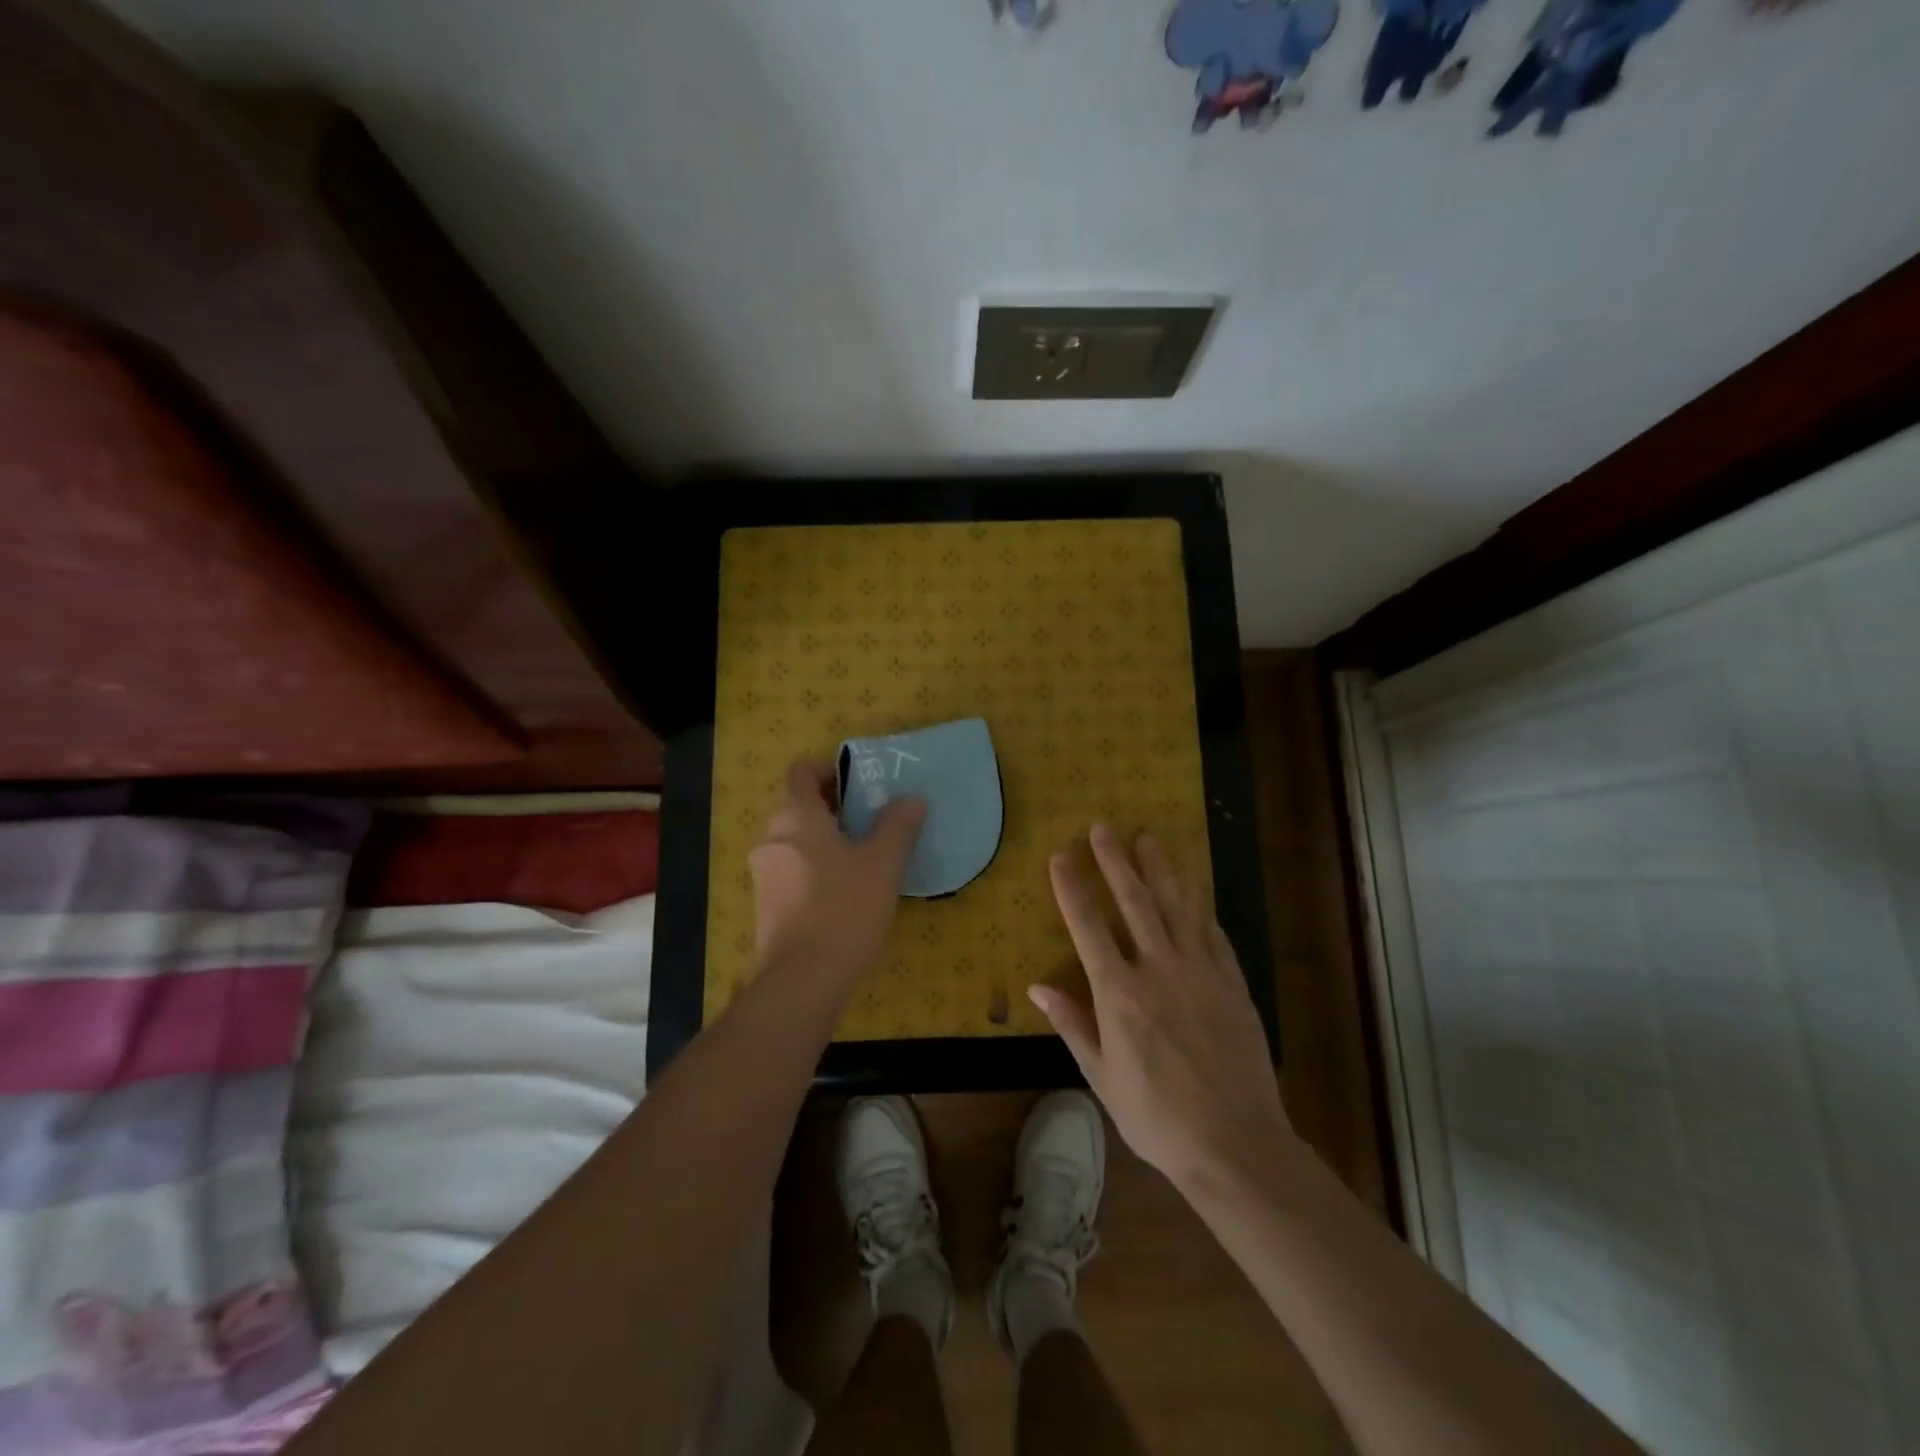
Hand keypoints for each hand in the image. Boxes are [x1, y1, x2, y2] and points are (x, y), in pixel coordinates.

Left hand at [749, 761, 926, 984]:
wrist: (803, 979)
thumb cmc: (844, 907)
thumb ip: (897, 825)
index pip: (802, 773)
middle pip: (800, 807)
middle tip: (872, 823)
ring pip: (796, 842)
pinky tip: (844, 893)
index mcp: (796, 816)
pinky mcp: (765, 905)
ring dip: (825, 842)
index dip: (829, 772)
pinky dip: (814, 870)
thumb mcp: (883, 863)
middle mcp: (772, 838)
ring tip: (863, 860)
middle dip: (834, 810)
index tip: (859, 787)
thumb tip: (912, 800)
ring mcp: (763, 874)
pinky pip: (791, 871)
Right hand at [1031, 825, 1292, 1194]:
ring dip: (1160, 870)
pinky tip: (1194, 891)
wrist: (1236, 1145)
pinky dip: (1200, 908)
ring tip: (1148, 839)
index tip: (1061, 855)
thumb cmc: (1157, 1118)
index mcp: (1119, 994)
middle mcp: (1158, 970)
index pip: (1088, 927)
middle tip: (1103, 827)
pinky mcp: (1233, 984)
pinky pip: (1213, 934)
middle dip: (1115, 861)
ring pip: (1177, 907)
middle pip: (1134, 902)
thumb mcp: (1102, 1078)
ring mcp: (1201, 973)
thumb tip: (1037, 987)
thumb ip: (1073, 1025)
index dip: (1072, 887)